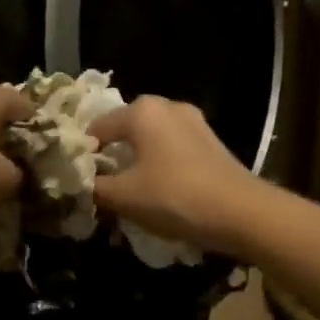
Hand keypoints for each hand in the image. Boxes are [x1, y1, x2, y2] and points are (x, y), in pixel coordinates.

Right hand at [90, 96, 262, 256]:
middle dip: (111, 157)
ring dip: (136, 162)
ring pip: (150, 140)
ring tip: (128, 192)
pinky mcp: (211, 142)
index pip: (97, 128)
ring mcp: (194, 122)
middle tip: (100, 187)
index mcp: (142, 111)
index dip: (83, 155)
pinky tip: (158, 191)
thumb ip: (94, 188)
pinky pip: (172, 149)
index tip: (78, 182)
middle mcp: (168, 106)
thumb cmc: (175, 197)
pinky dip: (159, 165)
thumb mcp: (124, 197)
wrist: (242, 213)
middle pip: (125, 130)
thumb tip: (77, 184)